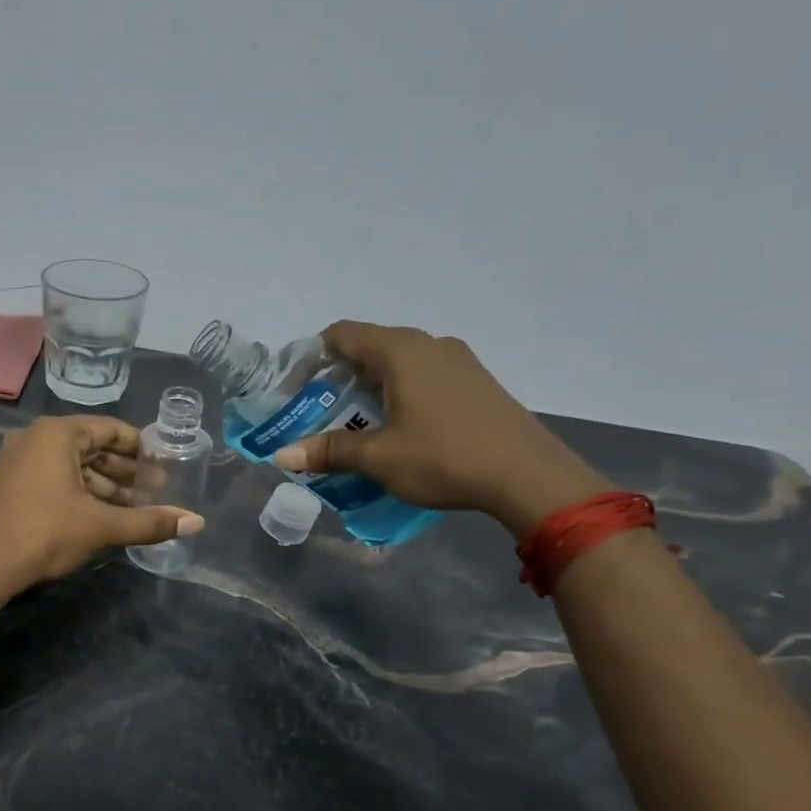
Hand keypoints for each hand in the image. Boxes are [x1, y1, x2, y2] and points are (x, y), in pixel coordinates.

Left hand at [0, 416, 204, 590]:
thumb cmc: (45, 532)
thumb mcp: (102, 525)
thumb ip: (149, 521)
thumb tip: (197, 523)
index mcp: (57, 433)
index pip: (109, 429)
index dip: (140, 447)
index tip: (163, 464)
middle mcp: (35, 438)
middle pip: (91, 447)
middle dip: (124, 470)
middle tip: (155, 490)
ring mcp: (18, 460)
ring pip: (72, 466)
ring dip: (104, 485)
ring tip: (134, 507)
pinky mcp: (10, 484)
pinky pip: (54, 478)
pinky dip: (80, 492)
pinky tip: (101, 514)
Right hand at [273, 321, 610, 536]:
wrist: (529, 476)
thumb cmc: (444, 458)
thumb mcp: (379, 457)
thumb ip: (329, 450)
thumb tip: (282, 455)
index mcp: (401, 351)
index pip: (343, 334)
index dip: (314, 355)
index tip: (298, 386)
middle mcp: (429, 344)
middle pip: (371, 345)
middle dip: (341, 373)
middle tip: (322, 408)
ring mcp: (459, 360)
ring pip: (401, 360)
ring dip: (373, 383)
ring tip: (358, 419)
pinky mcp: (477, 380)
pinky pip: (426, 373)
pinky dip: (402, 389)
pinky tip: (402, 425)